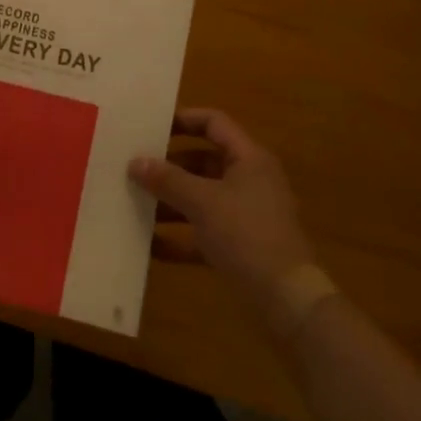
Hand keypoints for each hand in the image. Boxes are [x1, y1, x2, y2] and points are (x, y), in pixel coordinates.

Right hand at [129, 108, 313, 309]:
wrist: (287, 300)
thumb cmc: (247, 235)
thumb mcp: (202, 202)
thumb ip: (167, 179)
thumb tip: (135, 162)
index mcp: (249, 159)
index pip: (214, 123)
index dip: (183, 119)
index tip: (150, 126)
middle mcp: (249, 181)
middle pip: (203, 161)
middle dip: (168, 165)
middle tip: (134, 166)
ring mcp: (245, 215)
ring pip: (200, 197)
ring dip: (169, 200)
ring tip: (133, 202)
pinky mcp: (239, 246)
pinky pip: (202, 232)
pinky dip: (179, 236)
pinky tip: (149, 244)